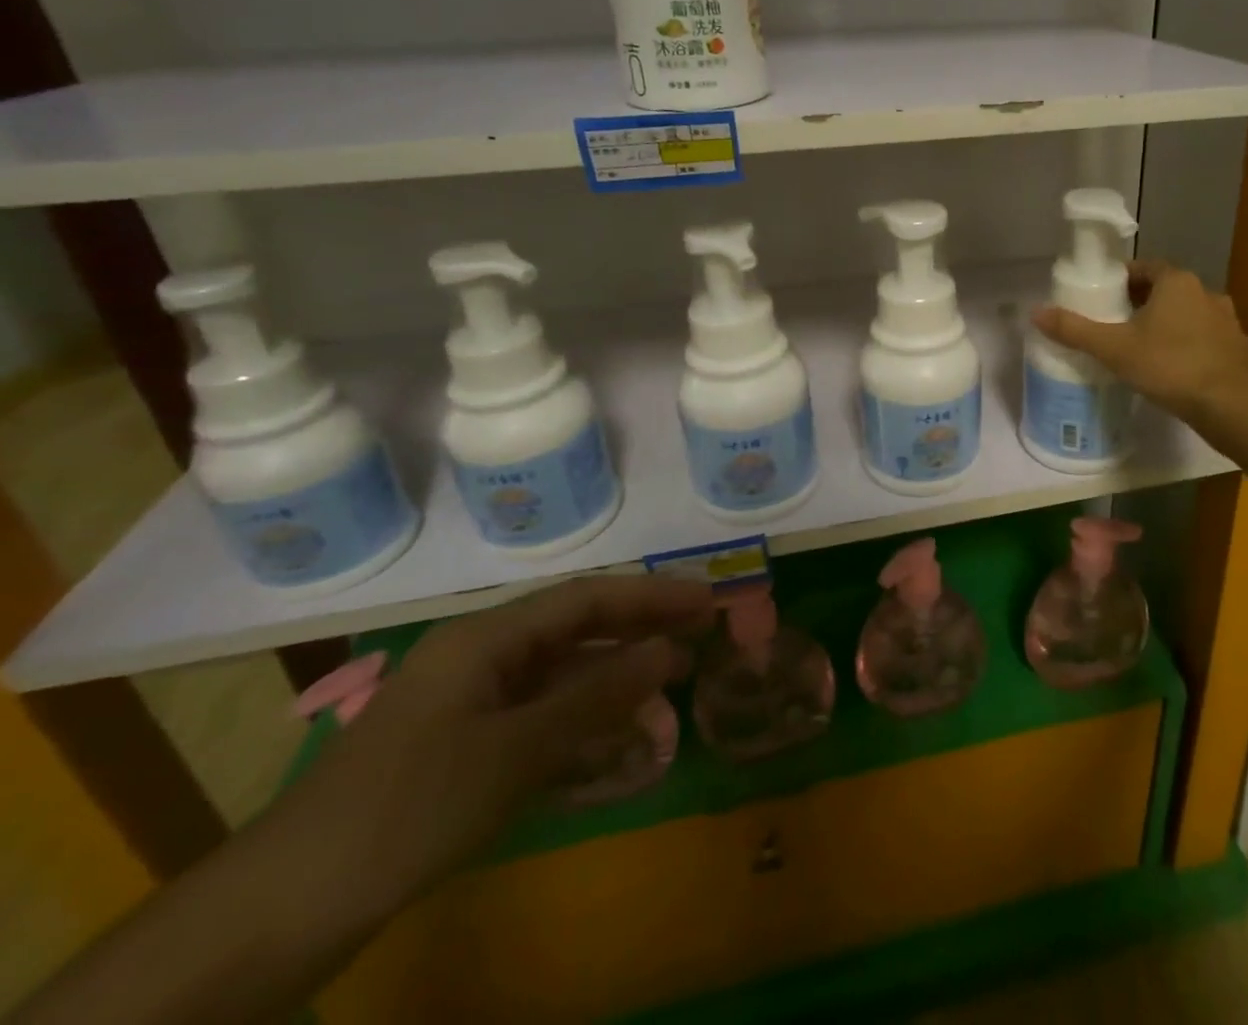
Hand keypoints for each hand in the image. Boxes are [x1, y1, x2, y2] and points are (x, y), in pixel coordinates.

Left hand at [270, 575, 714, 923]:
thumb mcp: (515, 750)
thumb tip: (670, 649)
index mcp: (487, 637)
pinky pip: (538, 714)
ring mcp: (469, 701)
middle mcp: (481, 655)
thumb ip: (597, 695)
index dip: (652, 595)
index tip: (708, 600)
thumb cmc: (409, 808)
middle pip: (576, 627)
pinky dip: (582, 717)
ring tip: (672, 683)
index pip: (588, 597)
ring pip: (560, 672)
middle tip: (702, 633)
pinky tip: (615, 734)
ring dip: (615, 675)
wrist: (282, 910)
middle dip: (640, 627)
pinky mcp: (462, 744)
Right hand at [1033, 259, 1247, 423]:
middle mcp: (1204, 292)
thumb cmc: (1170, 365)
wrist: (1231, 405)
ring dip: (1163, 325)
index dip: (1119, 280)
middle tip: (1112, 325)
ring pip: (1184, 314)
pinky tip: (1168, 368)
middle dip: (1138, 303)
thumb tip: (1035, 312)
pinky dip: (1183, 345)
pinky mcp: (1234, 347)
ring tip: (1138, 348)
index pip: (1142, 268)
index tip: (1100, 297)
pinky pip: (1201, 337)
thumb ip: (1075, 330)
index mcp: (1176, 281)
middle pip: (1163, 290)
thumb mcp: (1114, 348)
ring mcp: (1224, 320)